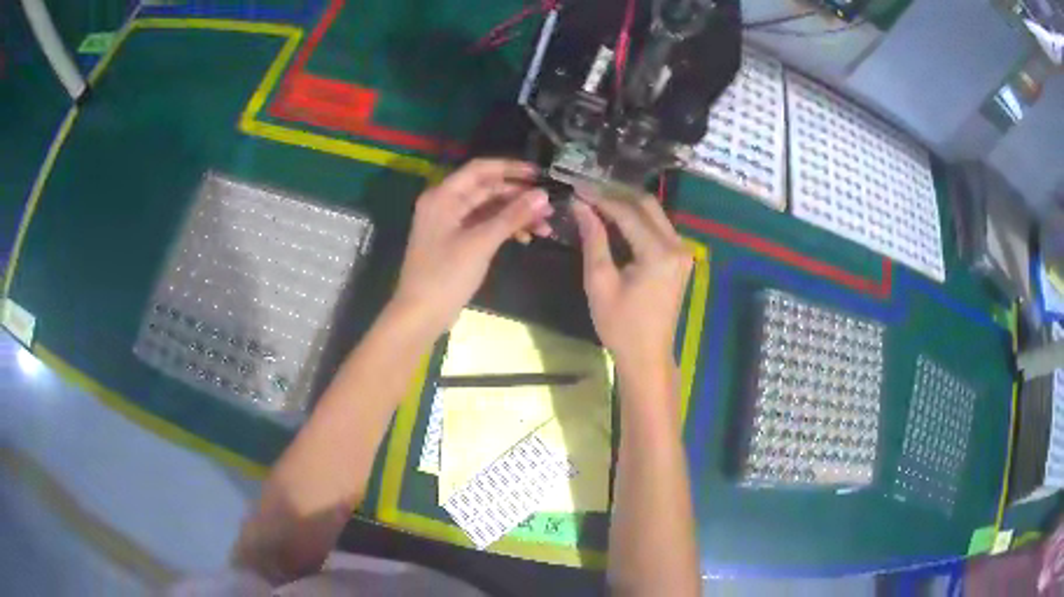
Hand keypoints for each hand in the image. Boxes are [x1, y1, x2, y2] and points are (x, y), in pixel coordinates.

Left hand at [391, 159, 552, 333]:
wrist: (420, 315)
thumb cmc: (445, 275)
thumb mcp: (480, 243)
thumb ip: (512, 216)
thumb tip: (543, 195)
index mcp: (443, 196)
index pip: (480, 169)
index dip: (511, 168)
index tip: (540, 174)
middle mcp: (445, 204)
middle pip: (487, 189)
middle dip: (518, 196)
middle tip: (550, 206)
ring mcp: (451, 224)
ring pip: (489, 209)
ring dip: (515, 215)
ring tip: (545, 225)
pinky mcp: (457, 242)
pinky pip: (485, 226)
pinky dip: (504, 229)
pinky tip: (527, 237)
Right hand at [572, 187, 691, 371]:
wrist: (647, 355)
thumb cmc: (620, 325)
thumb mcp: (600, 282)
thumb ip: (594, 239)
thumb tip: (580, 206)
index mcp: (659, 253)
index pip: (628, 212)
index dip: (601, 198)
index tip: (577, 188)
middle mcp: (677, 246)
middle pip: (647, 205)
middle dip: (617, 194)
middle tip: (588, 191)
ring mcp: (683, 252)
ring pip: (655, 214)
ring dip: (627, 205)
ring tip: (598, 202)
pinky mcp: (680, 259)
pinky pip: (659, 228)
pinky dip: (638, 220)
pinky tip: (616, 220)